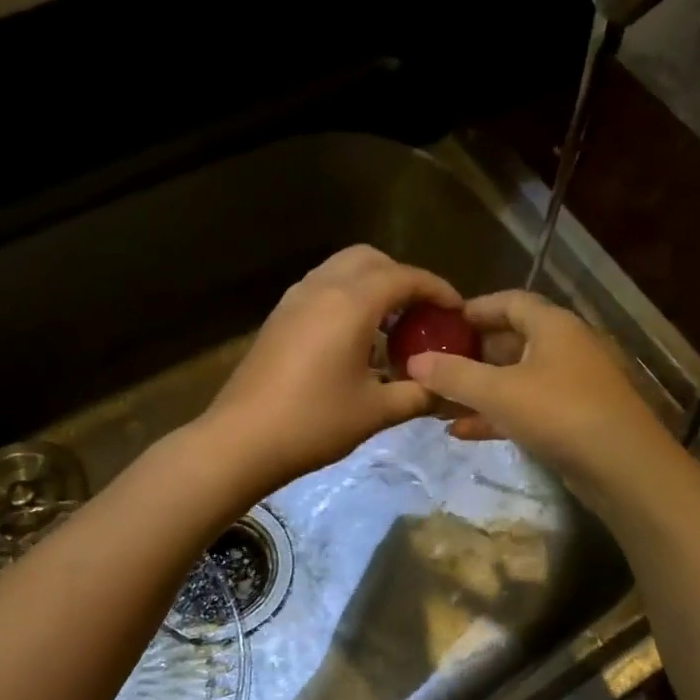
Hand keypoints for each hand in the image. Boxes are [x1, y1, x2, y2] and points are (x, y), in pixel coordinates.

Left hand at [199, 245, 462, 496]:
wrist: (242, 440)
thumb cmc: (314, 423)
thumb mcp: (376, 411)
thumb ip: (419, 394)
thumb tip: (446, 390)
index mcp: (351, 304)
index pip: (404, 277)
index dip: (437, 289)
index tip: (457, 310)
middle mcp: (321, 288)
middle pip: (370, 259)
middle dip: (402, 277)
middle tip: (422, 313)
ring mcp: (294, 300)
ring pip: (342, 269)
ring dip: (372, 285)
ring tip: (391, 325)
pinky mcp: (279, 317)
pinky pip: (322, 288)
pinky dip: (347, 297)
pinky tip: (356, 339)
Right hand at [403, 290, 684, 507]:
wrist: (623, 467)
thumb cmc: (559, 412)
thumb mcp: (498, 392)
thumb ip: (454, 375)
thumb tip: (414, 362)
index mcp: (553, 326)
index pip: (510, 301)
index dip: (474, 309)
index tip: (440, 322)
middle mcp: (565, 348)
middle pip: (511, 340)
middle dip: (471, 353)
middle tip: (434, 364)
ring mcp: (572, 385)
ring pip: (516, 378)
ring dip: (479, 388)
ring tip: (438, 400)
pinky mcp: (573, 419)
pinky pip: (526, 408)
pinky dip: (496, 415)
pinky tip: (462, 430)